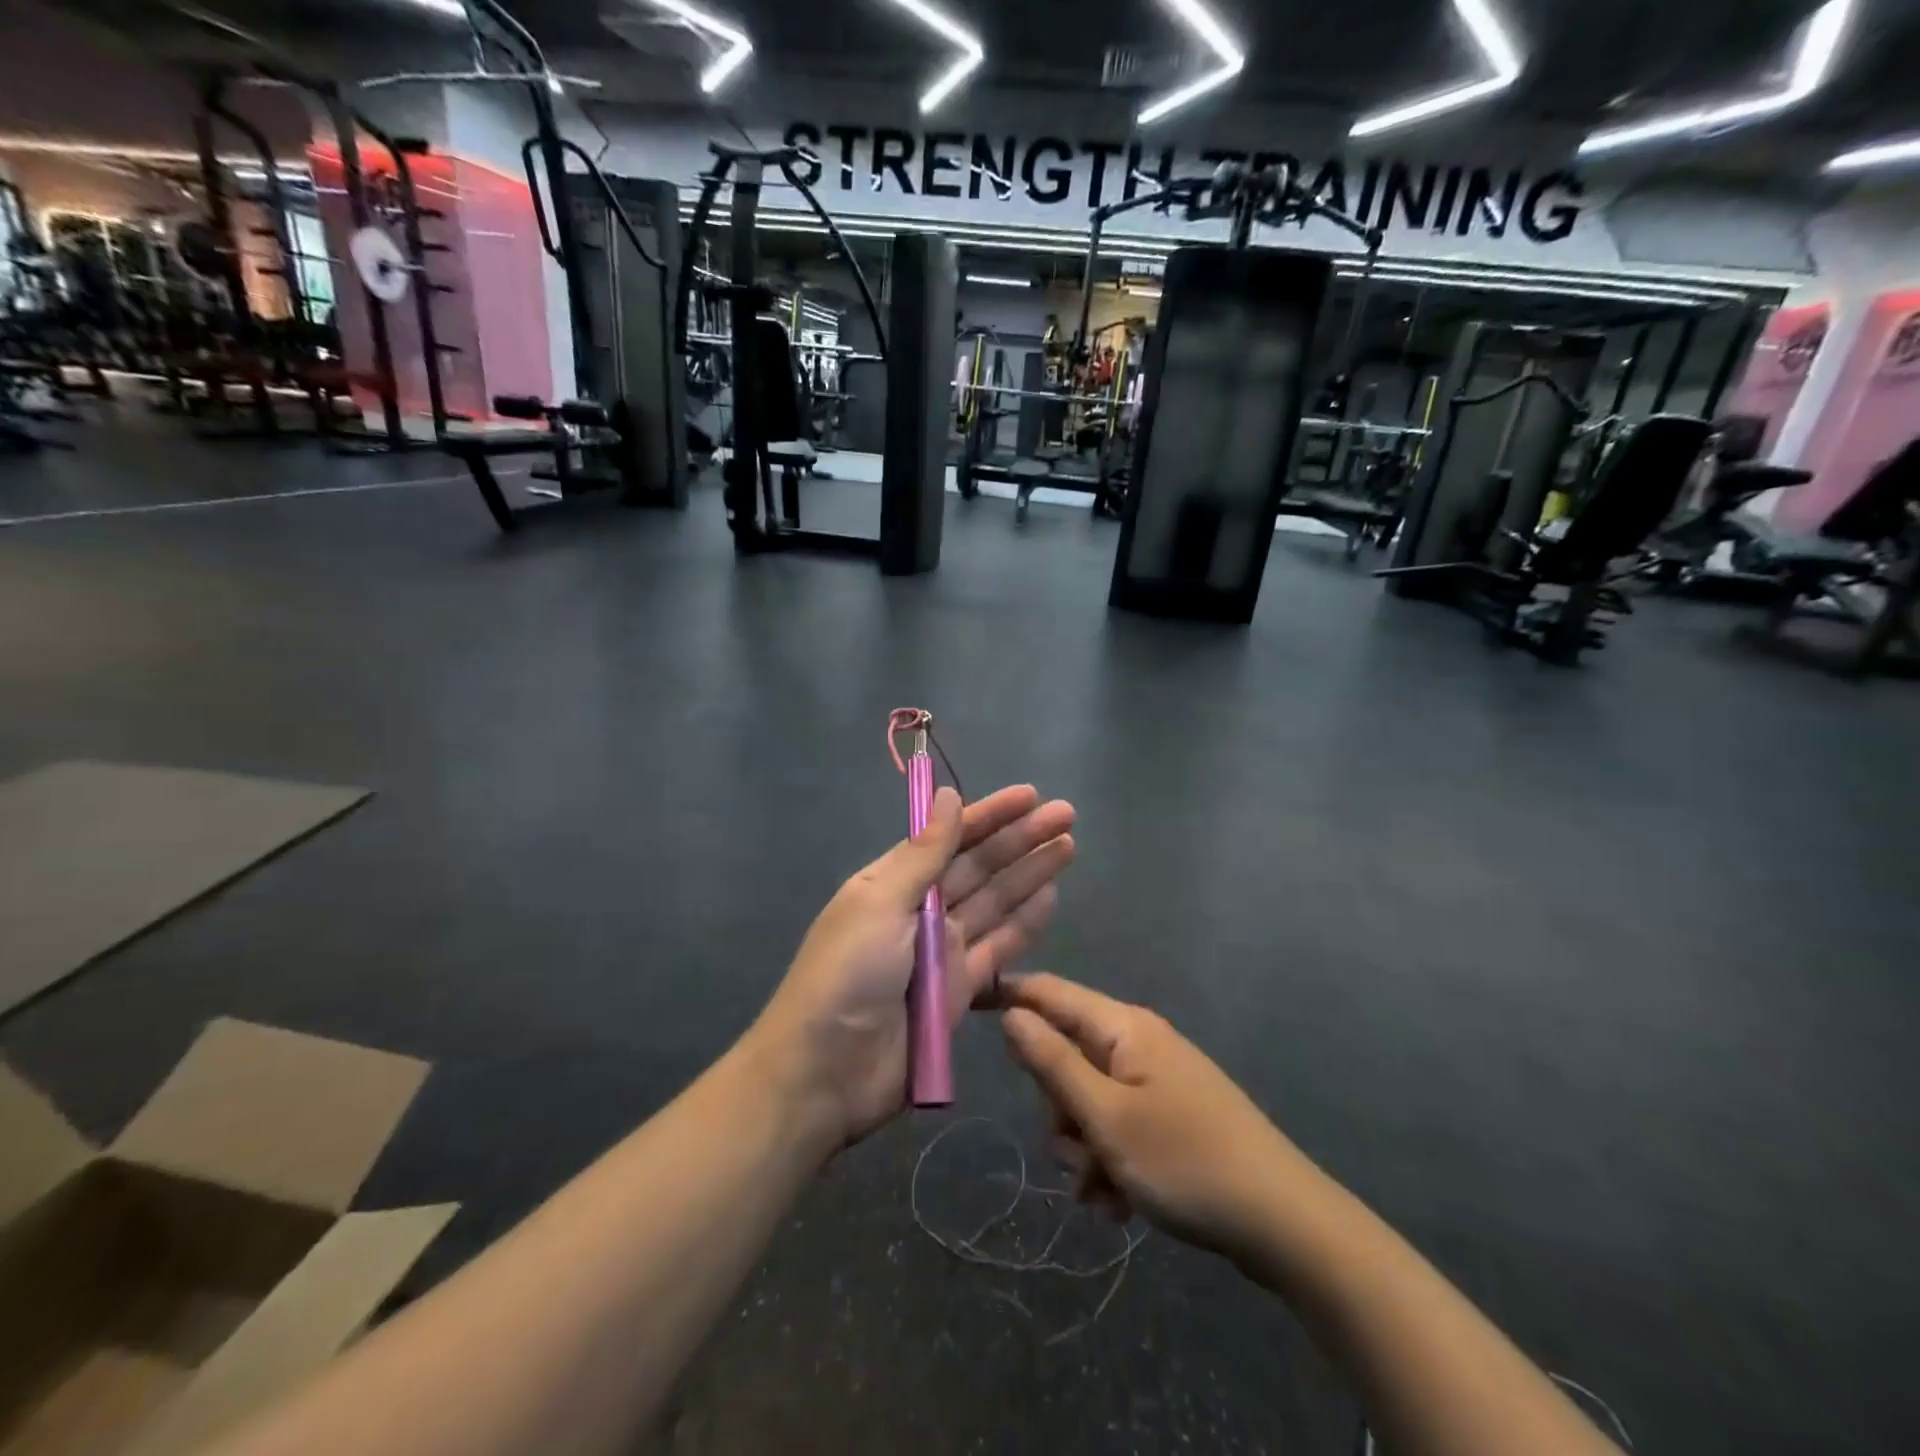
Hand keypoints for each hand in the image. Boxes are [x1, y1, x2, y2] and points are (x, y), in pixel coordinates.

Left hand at [755, 785, 1075, 1149]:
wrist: (826, 1072)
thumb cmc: (846, 974)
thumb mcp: (880, 904)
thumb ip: (923, 854)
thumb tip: (947, 795)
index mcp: (893, 882)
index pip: (949, 837)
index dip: (990, 815)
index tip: (1030, 795)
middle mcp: (920, 910)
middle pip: (979, 867)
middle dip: (1021, 839)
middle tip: (1066, 814)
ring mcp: (942, 952)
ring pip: (996, 902)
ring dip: (1030, 873)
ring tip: (1068, 846)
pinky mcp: (960, 991)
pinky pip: (999, 948)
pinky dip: (1024, 923)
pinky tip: (1050, 897)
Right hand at [1000, 973, 1307, 1264]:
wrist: (1284, 1222)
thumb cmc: (1185, 1160)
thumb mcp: (1106, 1117)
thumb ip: (1052, 1062)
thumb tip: (1011, 1014)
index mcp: (1123, 1028)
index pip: (1050, 992)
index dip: (1007, 994)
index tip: (964, 1003)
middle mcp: (1138, 1043)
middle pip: (1066, 1057)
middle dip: (1057, 1109)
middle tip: (1073, 1152)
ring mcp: (1156, 1079)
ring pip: (1088, 1099)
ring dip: (1082, 1146)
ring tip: (1103, 1192)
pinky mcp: (1170, 1115)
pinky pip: (1117, 1125)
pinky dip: (1108, 1160)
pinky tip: (1119, 1203)